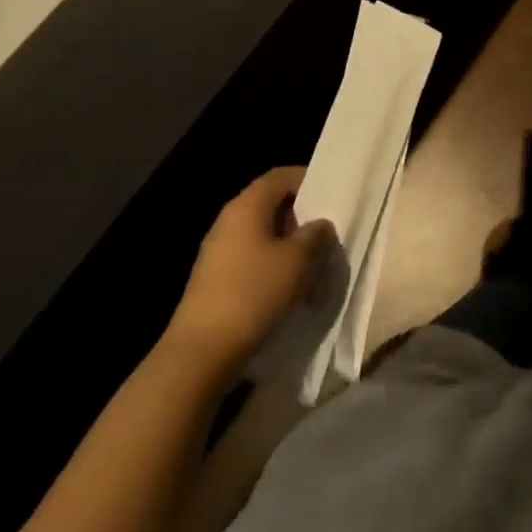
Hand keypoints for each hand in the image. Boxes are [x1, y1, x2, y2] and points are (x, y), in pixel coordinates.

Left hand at [167, 167, 333, 374]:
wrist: (200, 355)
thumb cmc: (253, 294)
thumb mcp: (297, 261)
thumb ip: (315, 235)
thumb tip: (320, 224)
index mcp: (247, 205)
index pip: (281, 176)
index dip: (308, 180)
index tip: (332, 196)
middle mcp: (229, 221)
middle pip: (271, 205)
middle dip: (301, 217)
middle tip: (327, 235)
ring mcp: (218, 252)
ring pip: (262, 235)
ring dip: (289, 247)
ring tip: (313, 267)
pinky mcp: (214, 281)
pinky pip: (251, 261)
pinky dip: (272, 268)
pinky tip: (289, 291)